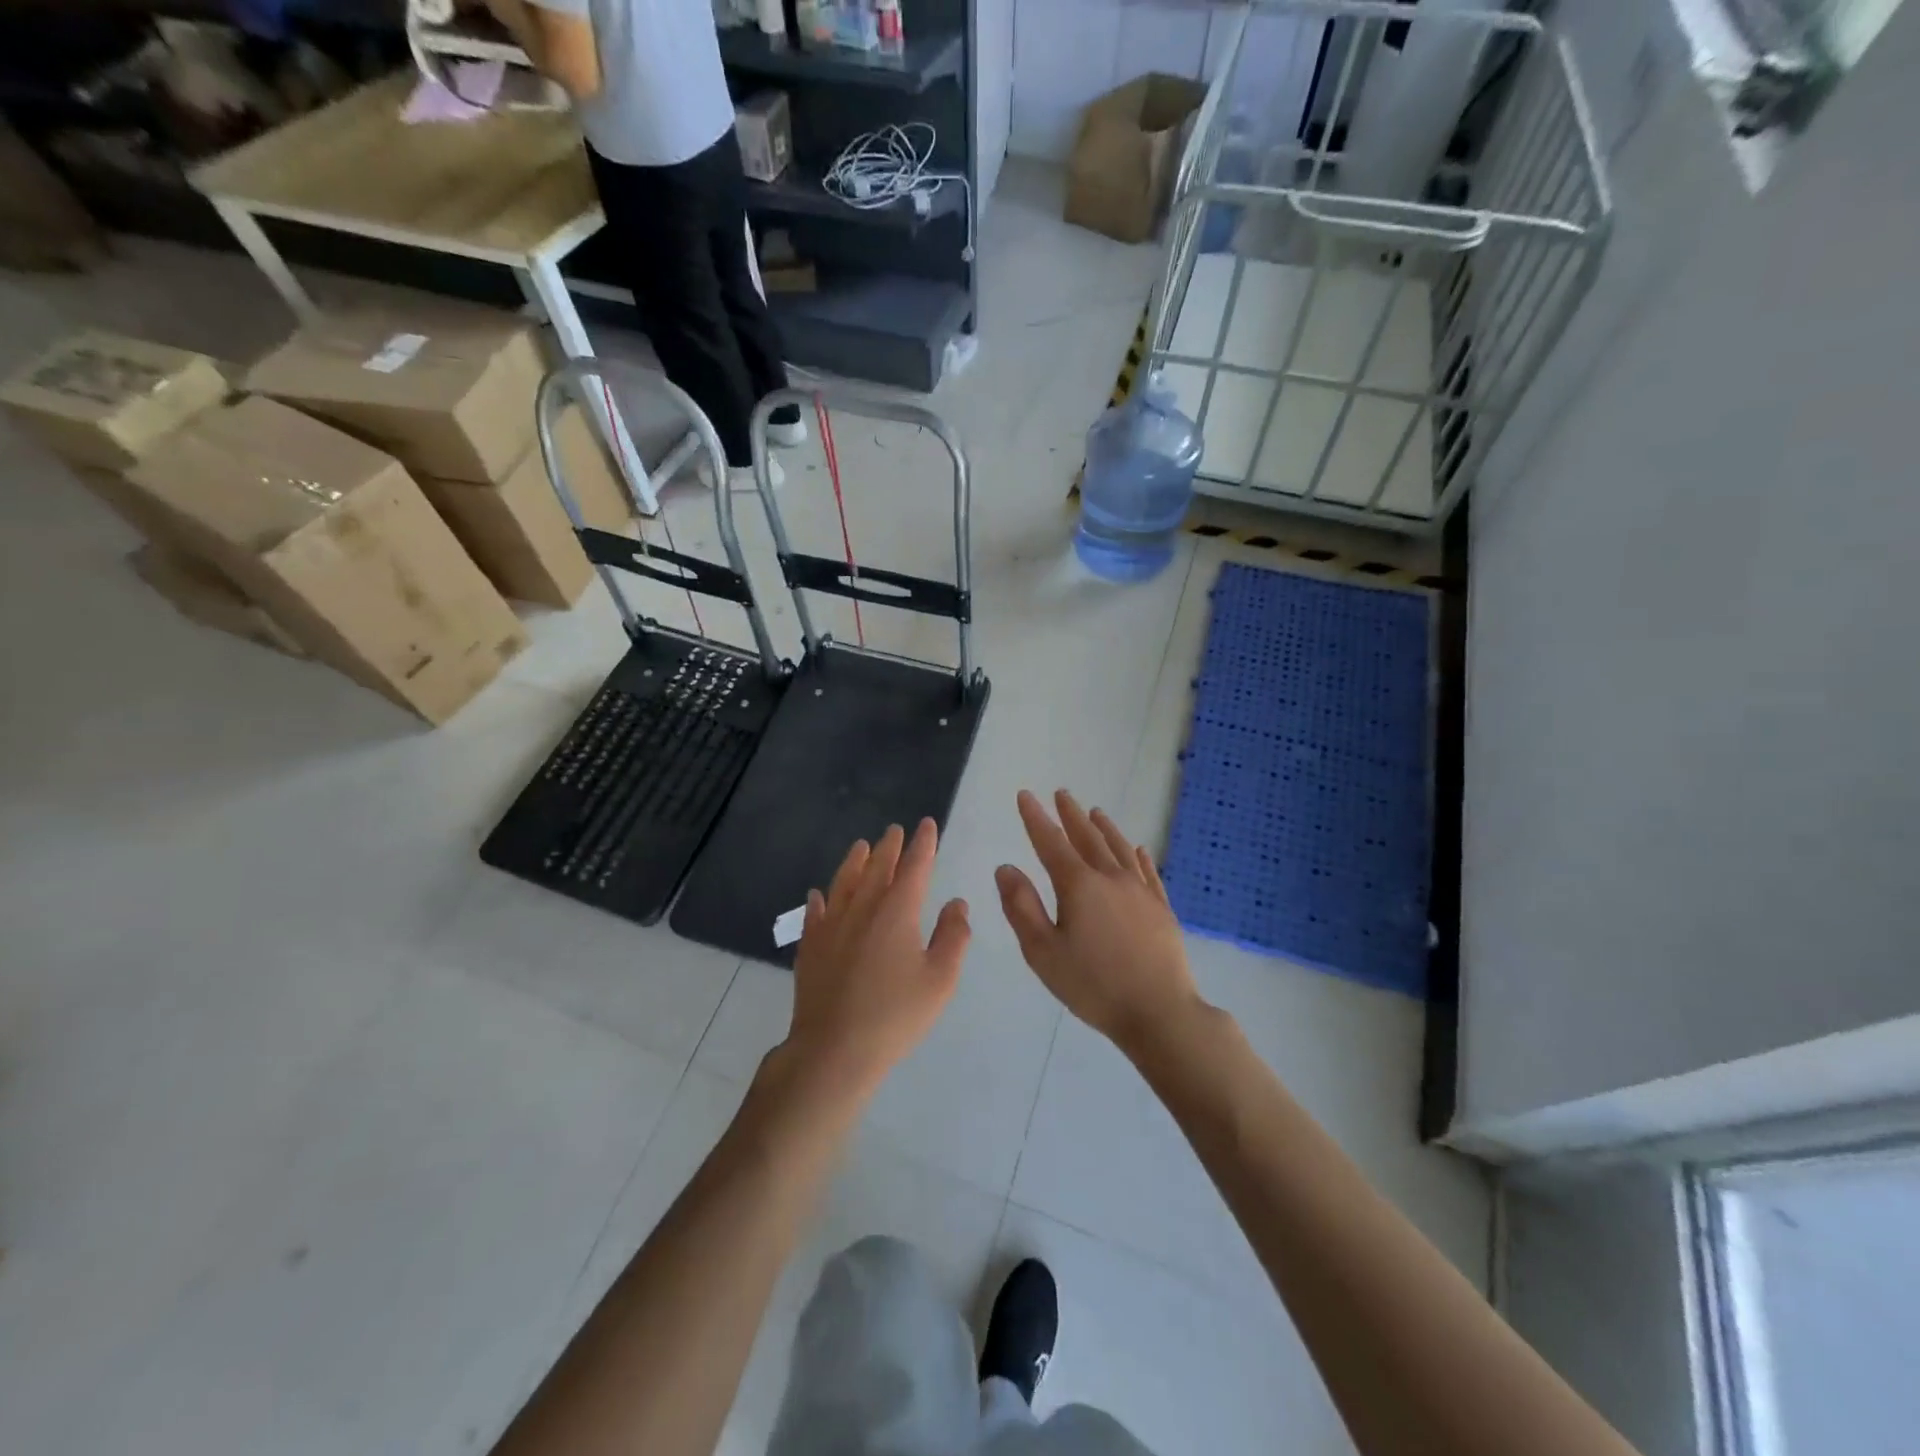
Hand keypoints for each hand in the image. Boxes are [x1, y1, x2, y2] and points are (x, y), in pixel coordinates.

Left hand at [779, 820, 969, 1104]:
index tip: (927, 825)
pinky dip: (820, 898)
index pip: (914, 866)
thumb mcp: (940, 980)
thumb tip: (956, 903)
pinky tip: (818, 894)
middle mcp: (863, 907)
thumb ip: (953, 936)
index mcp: (898, 911)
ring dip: (855, 861)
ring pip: (844, 882)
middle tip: (895, 830)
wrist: (834, 1049)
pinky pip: (815, 912)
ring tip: (861, 845)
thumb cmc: (895, 1015)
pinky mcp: (810, 946)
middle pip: (878, 867)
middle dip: (890, 846)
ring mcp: (831, 925)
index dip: (923, 844)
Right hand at [996, 790, 1200, 1056]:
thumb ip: (1022, 907)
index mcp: (1078, 886)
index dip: (1035, 818)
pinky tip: (1138, 849)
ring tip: (1095, 812)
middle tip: (1062, 794)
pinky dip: (1138, 856)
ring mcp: (1140, 892)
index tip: (1025, 795)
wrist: (1159, 1011)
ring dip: (1104, 828)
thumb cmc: (1093, 985)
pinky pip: (1148, 872)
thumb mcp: (1043, 951)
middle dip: (1071, 815)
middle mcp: (1111, 878)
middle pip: (1088, 838)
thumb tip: (1006, 867)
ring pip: (1119, 849)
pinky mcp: (1161, 909)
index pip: (1051, 842)